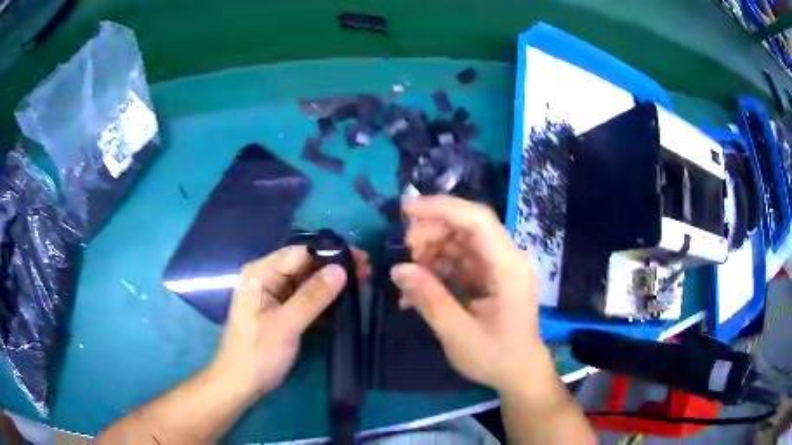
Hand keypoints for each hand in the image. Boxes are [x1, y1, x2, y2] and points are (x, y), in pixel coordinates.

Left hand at [211, 245, 370, 401]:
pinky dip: (324, 301)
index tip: (361, 259)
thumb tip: (341, 269)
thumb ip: (312, 297)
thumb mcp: (285, 325)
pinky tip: (345, 303)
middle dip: (334, 267)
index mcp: (261, 274)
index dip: (331, 253)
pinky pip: (306, 299)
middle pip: (305, 264)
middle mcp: (267, 278)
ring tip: (362, 285)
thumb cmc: (258, 354)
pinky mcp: (282, 311)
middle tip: (367, 272)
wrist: (240, 384)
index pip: (300, 252)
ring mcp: (274, 295)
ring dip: (332, 284)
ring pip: (307, 282)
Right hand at [390, 196, 551, 390]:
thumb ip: (429, 299)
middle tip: (404, 253)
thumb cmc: (495, 357)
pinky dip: (438, 268)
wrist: (520, 373)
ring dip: (432, 251)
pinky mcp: (491, 277)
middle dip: (431, 233)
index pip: (477, 220)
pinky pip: (461, 260)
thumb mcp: (458, 334)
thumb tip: (398, 269)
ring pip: (461, 241)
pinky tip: (419, 287)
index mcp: (508, 268)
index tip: (405, 210)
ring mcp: (499, 267)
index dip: (441, 208)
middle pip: (467, 226)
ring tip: (409, 274)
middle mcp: (507, 259)